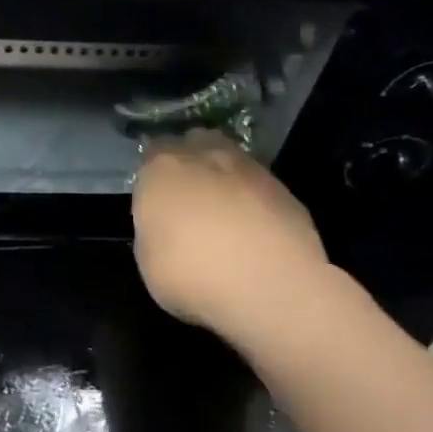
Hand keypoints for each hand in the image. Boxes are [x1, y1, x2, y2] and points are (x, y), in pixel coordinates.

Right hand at [131, 131, 330, 344]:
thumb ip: (154, 229)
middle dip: (191, 164)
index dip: (154, 176)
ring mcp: (247, 168)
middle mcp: (202, 156)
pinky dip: (254, 202)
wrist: (270, 286)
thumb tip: (166, 226)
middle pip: (193, 145)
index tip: (157, 201)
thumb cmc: (192, 275)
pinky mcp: (283, 188)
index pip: (151, 155)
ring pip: (229, 161)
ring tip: (226, 218)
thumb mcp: (148, 261)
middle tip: (190, 200)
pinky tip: (256, 234)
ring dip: (225, 180)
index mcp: (161, 169)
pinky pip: (258, 187)